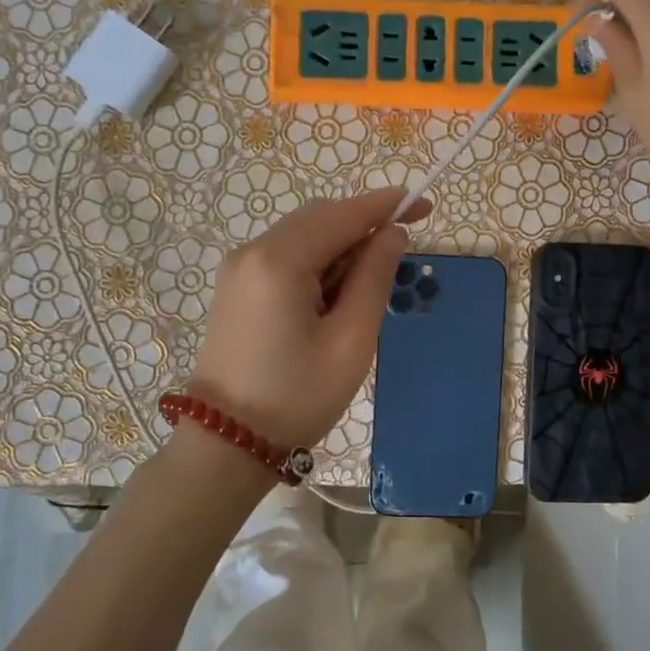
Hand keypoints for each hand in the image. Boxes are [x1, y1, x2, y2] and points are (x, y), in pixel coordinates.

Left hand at [190, 188, 429, 449]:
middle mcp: (253, 251)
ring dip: (340, 247)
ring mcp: (239, 268)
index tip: (424, 205)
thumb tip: (393, 234)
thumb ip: (374, 278)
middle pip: (319, 217)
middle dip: (362, 226)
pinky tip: (334, 295)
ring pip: (302, 235)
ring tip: (367, 288)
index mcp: (279, 261)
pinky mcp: (236, 286)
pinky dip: (317, 262)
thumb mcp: (350, 341)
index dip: (386, 206)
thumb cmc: (296, 397)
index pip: (342, 214)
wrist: (225, 445)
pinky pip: (285, 256)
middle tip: (400, 254)